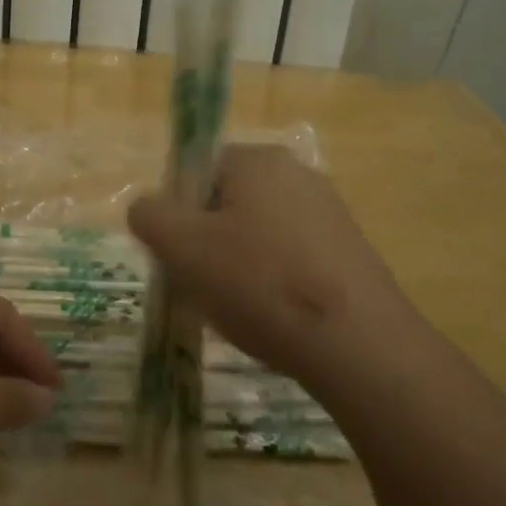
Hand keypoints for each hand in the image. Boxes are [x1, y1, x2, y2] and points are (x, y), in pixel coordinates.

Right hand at [128, 144, 399, 378]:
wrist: (359, 345)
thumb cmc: (260, 283)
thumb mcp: (183, 247)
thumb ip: (150, 216)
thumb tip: (146, 207)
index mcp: (258, 160)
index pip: (196, 170)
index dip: (175, 211)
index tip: (174, 254)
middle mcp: (297, 174)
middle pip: (226, 203)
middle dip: (203, 242)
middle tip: (197, 285)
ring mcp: (329, 213)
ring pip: (256, 234)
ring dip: (234, 266)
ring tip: (233, 309)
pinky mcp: (348, 253)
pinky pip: (289, 259)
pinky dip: (270, 283)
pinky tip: (270, 318)